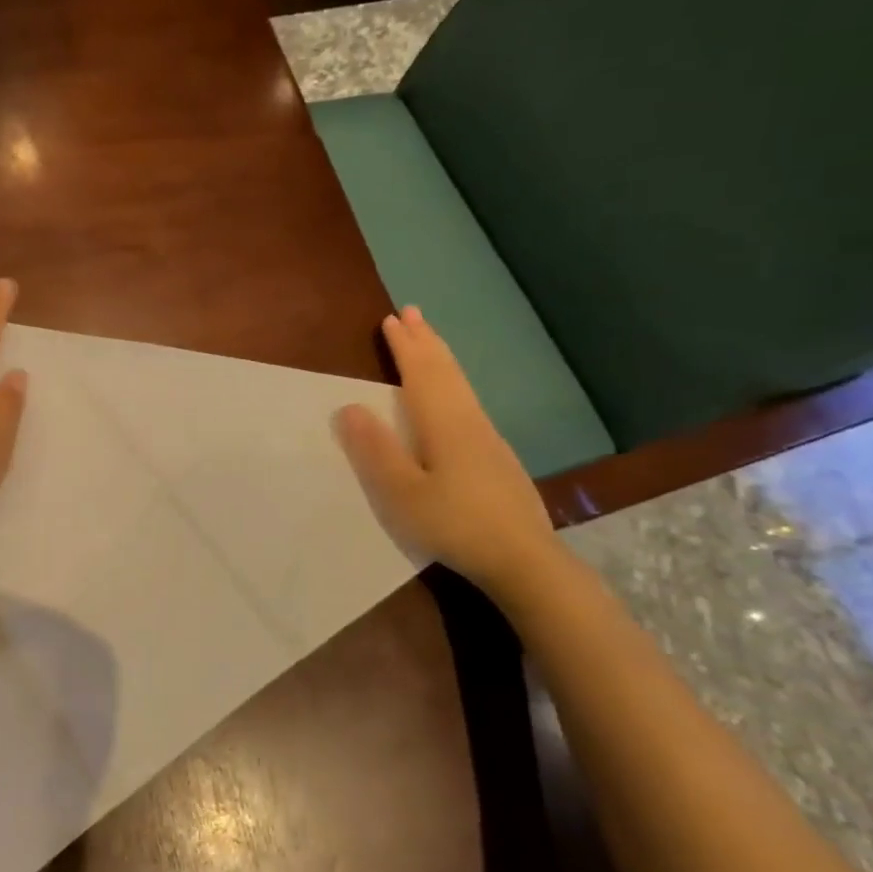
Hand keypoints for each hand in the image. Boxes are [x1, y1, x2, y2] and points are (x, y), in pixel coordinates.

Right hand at [334, 306, 559, 592]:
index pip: (420, 374)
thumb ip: (376, 450)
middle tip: (412, 312)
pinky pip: (468, 401)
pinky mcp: (497, 456)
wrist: (523, 559)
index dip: (405, 346)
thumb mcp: (402, 493)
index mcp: (443, 425)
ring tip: (430, 340)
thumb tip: (349, 406)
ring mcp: (488, 438)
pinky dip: (453, 381)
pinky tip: (454, 394)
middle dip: (426, 341)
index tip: (390, 319)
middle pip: (445, 371)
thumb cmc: (455, 525)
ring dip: (441, 357)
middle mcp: (468, 421)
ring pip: (461, 385)